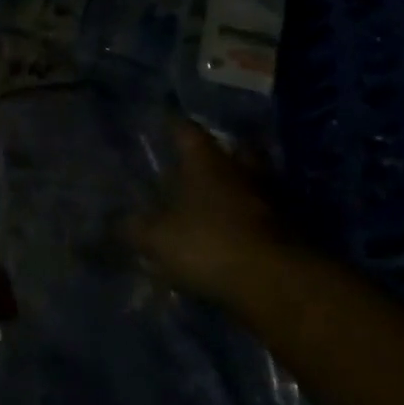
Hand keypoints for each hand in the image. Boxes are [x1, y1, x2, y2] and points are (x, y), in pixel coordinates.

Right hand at [129, 119, 284, 303]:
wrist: (277, 284)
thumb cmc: (210, 244)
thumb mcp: (158, 238)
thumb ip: (134, 228)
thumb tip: (114, 222)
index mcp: (206, 161)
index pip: (187, 130)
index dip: (173, 124)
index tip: (163, 120)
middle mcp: (240, 170)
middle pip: (233, 149)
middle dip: (219, 152)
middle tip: (202, 159)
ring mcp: (270, 198)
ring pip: (254, 180)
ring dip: (241, 185)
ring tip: (222, 197)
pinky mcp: (290, 230)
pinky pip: (267, 214)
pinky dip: (254, 218)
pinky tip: (240, 230)